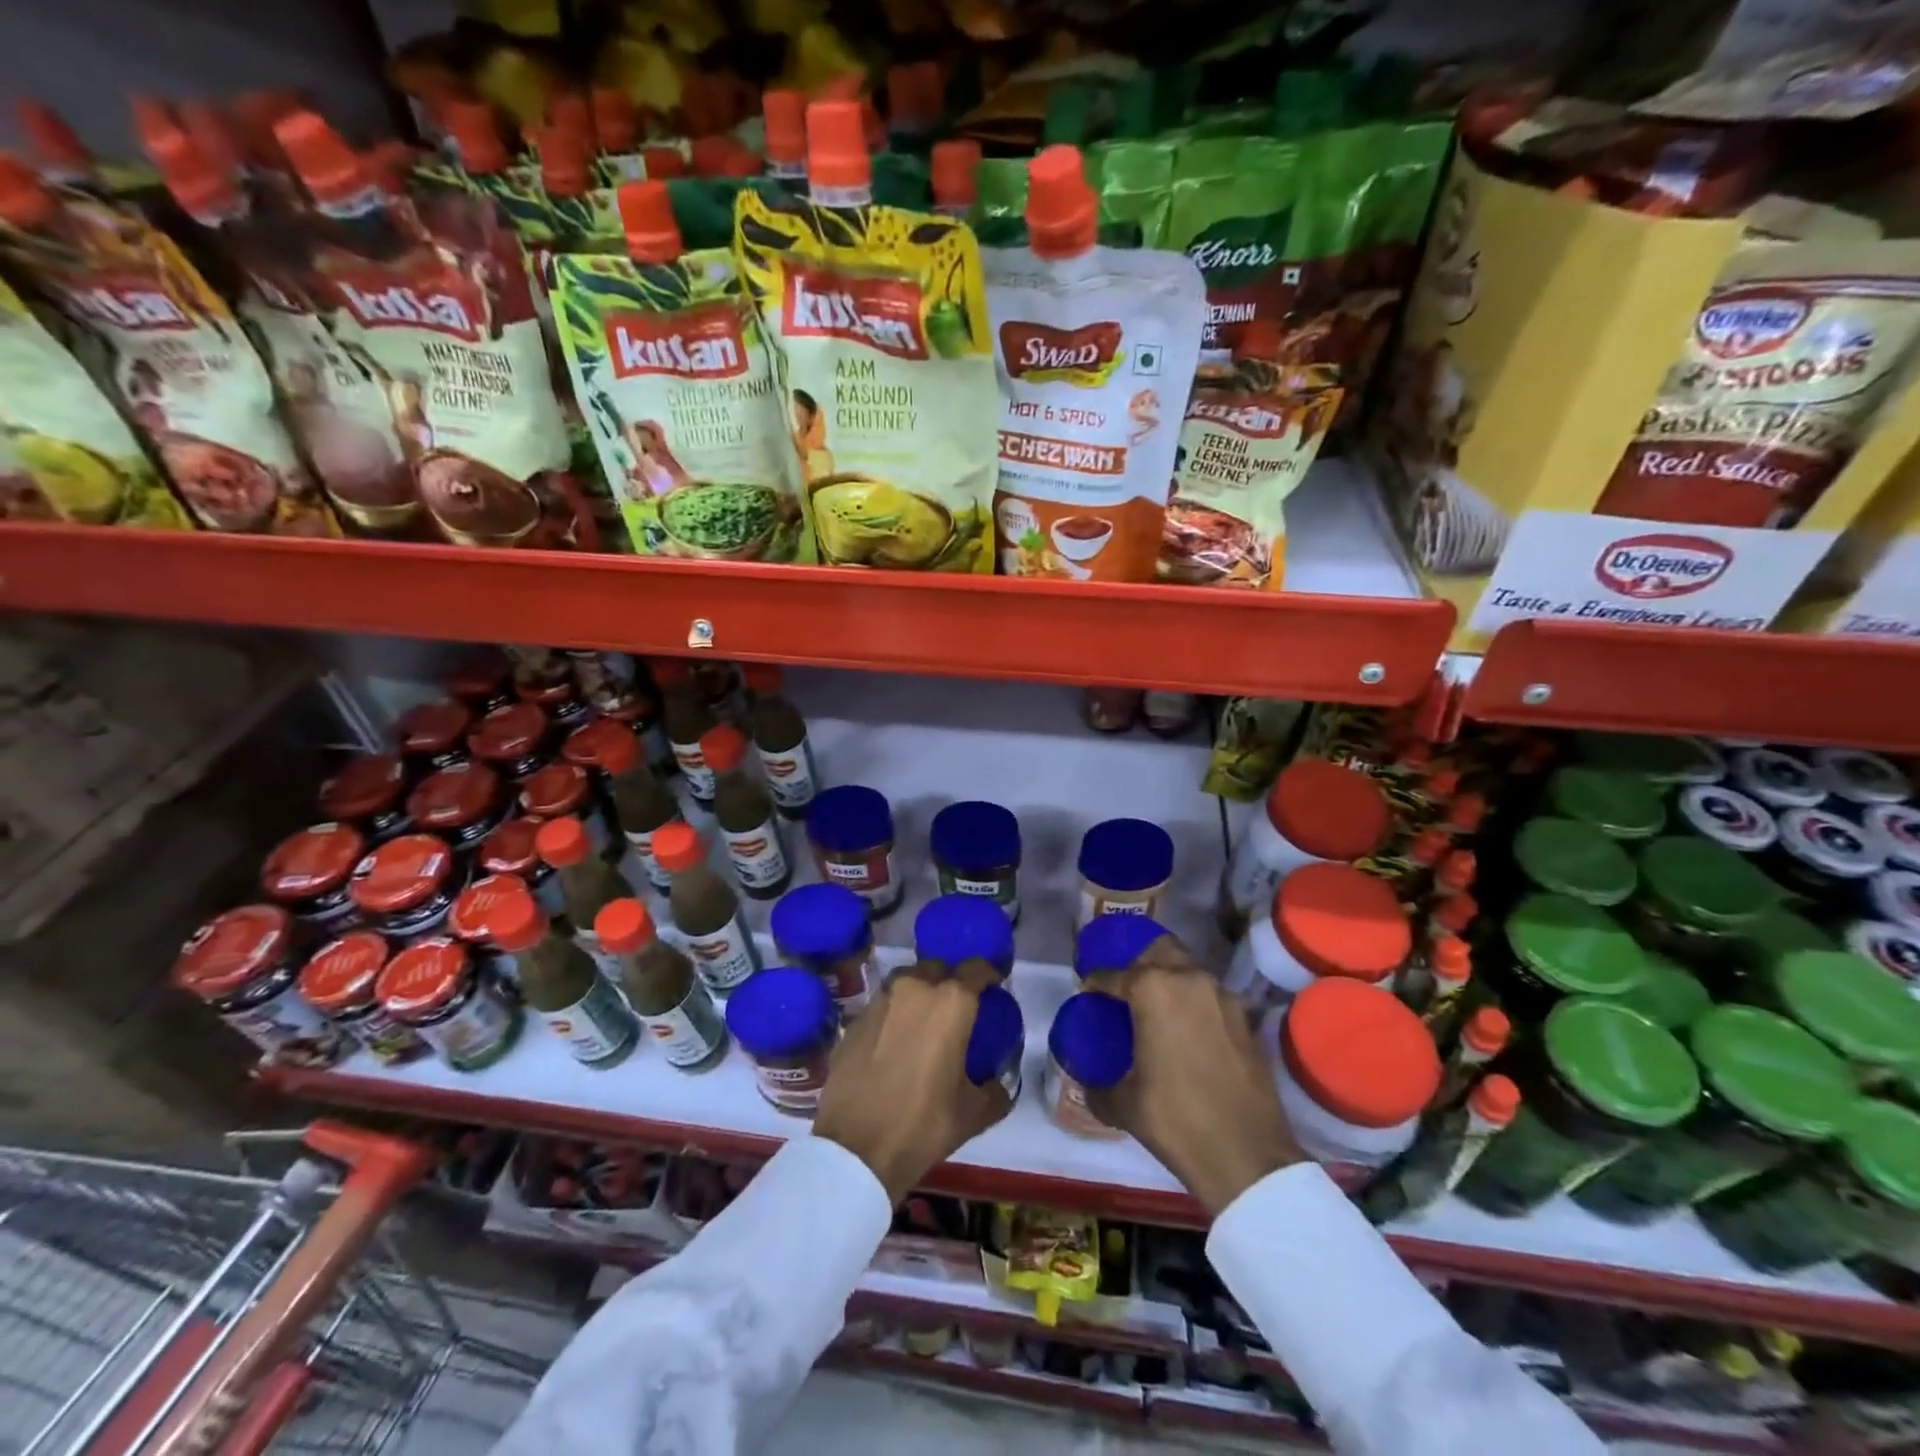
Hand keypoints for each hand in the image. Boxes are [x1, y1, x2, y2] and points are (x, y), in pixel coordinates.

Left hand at [813, 960, 1012, 1203]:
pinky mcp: (854, 1020)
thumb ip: (994, 1090)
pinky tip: (895, 1044)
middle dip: (951, 981)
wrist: (855, 1149)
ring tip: (925, 1025)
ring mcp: (880, 1001)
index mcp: (951, 1002)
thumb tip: (998, 1083)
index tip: (994, 989)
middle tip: (958, 1010)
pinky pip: (883, 1006)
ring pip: (907, 983)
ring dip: (920, 996)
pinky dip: (894, 1016)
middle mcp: (914, 988)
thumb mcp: (973, 1113)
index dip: (989, 975)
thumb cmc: (923, 1124)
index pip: (976, 968)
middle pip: (938, 969)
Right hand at [1085, 935, 1303, 1215]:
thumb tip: (1084, 1079)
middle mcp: (1188, 980)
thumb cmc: (1176, 1121)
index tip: (1087, 993)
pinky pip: (1209, 996)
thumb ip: (1096, 1083)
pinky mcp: (1245, 1018)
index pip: (1113, 974)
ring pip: (1187, 969)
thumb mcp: (1123, 1104)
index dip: (1095, 983)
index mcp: (1152, 990)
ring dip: (1168, 979)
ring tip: (1154, 1009)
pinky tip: (1184, 1030)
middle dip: (1137, 964)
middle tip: (1124, 990)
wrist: (1248, 1158)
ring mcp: (1222, 996)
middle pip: (1157, 951)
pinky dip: (1193, 1003)